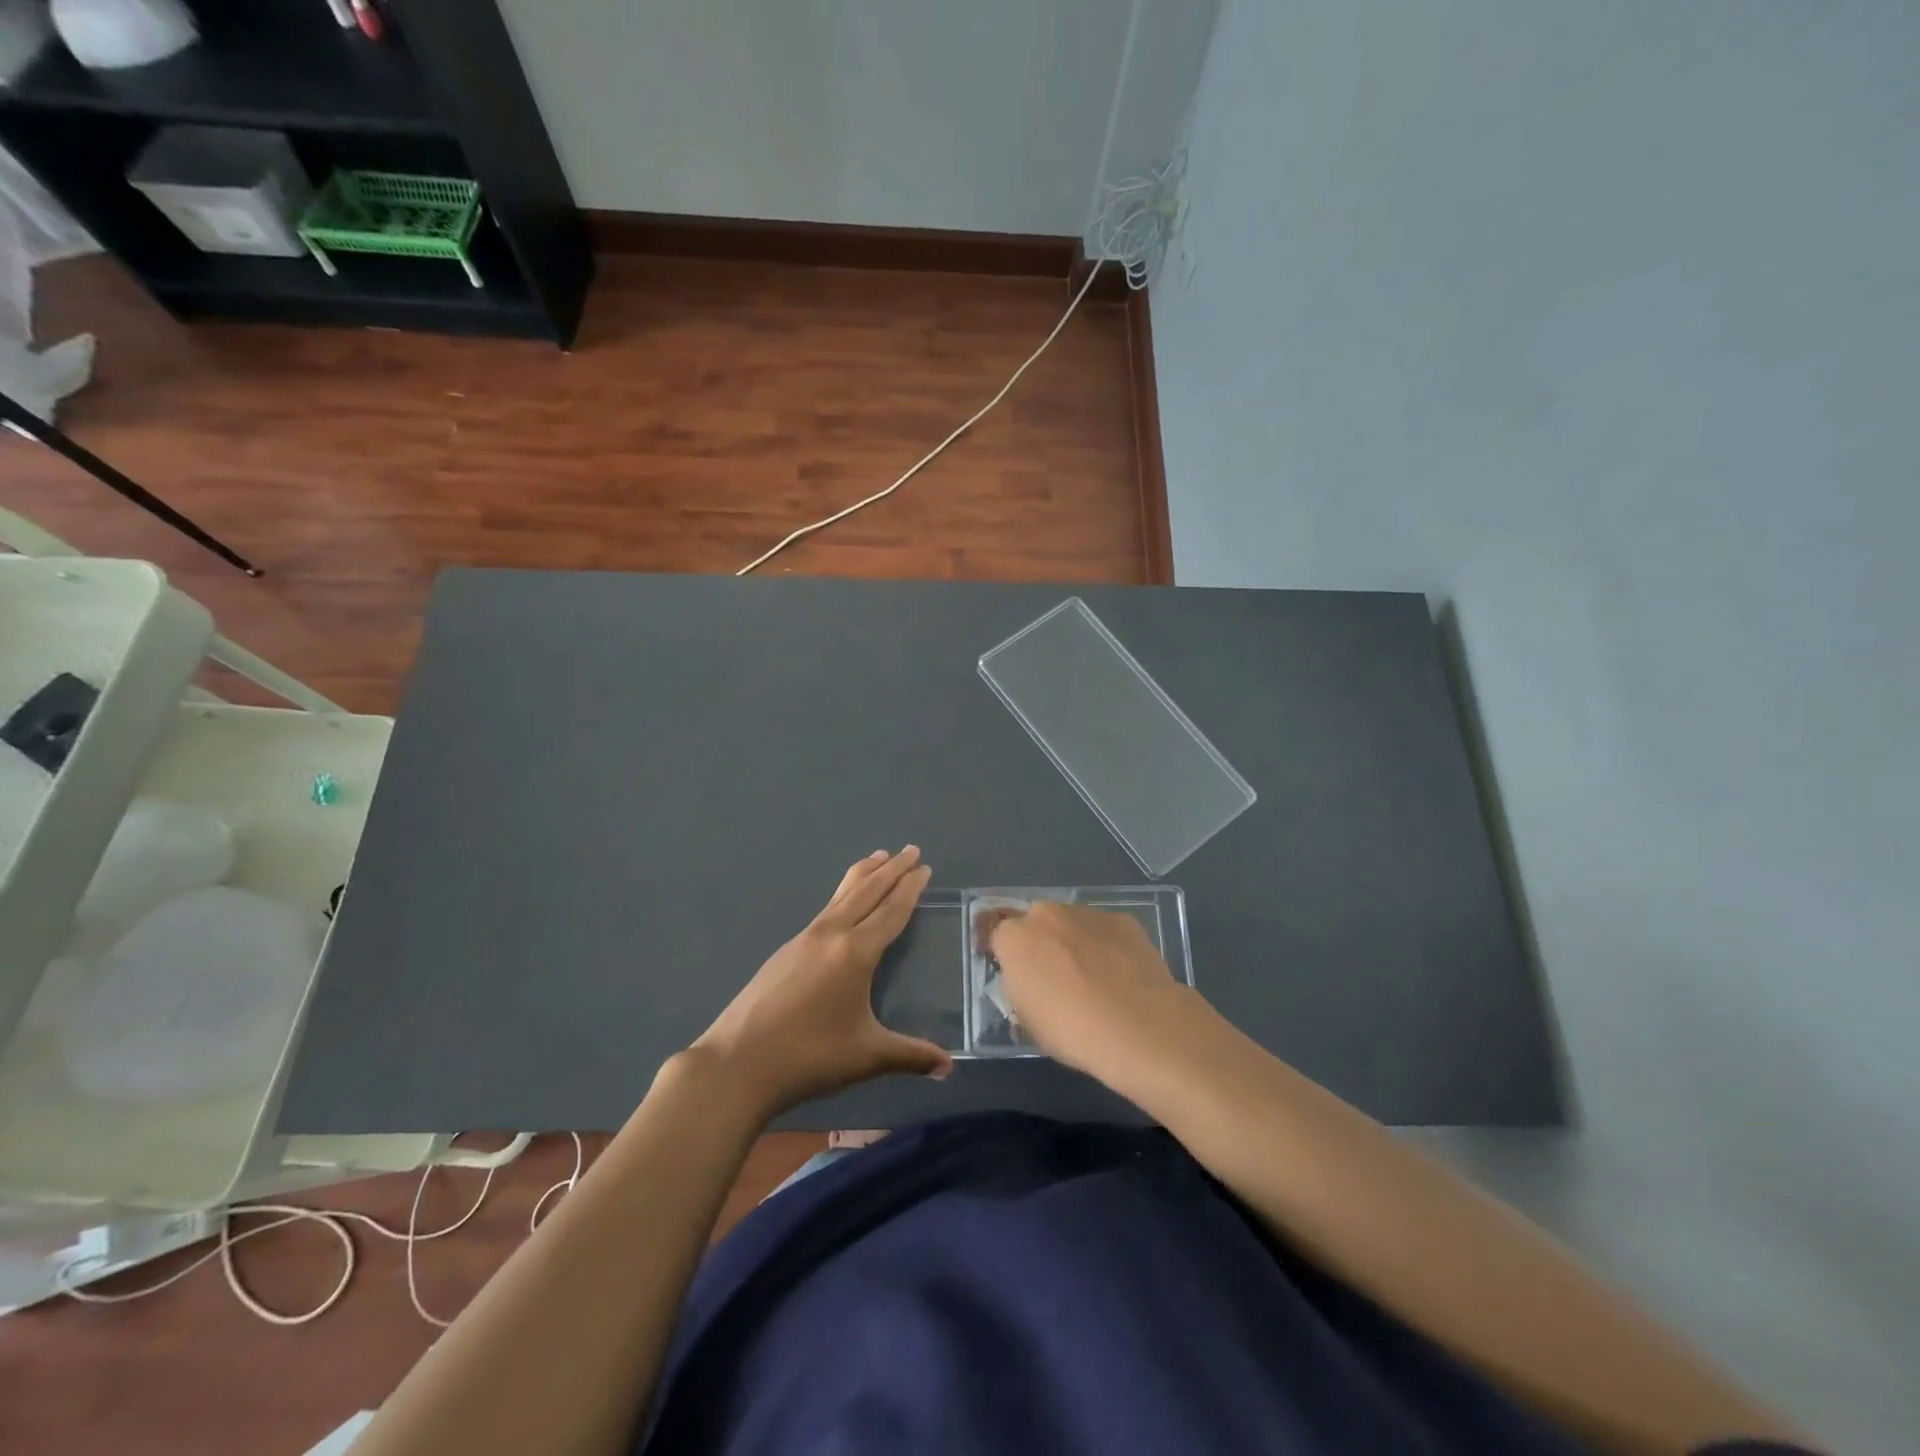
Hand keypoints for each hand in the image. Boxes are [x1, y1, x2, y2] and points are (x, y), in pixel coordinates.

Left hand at [692, 847, 950, 1118]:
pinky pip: (825, 909)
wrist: (737, 1063)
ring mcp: (804, 939)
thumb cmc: (809, 1056)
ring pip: (842, 895)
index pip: (891, 910)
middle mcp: (832, 934)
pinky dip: (843, 894)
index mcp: (856, 952)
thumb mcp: (866, 1056)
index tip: (924, 867)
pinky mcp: (786, 950)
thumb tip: (948, 1067)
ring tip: (879, 856)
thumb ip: (910, 1056)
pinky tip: (842, 904)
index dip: (910, 888)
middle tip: (911, 849)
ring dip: (865, 874)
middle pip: (867, 891)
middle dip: (892, 869)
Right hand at [987, 901, 1203, 1082]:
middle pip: (1036, 922)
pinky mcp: (1122, 920)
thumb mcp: (1028, 1021)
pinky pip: (1105, 930)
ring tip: (1094, 978)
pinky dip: (1108, 946)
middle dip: (1041, 942)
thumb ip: (1021, 990)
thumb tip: (1031, 984)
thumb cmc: (1071, 1030)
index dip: (1006, 955)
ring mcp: (1087, 913)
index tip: (1016, 977)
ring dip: (1075, 942)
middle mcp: (1047, 914)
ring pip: (1072, 923)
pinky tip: (1121, 975)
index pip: (999, 935)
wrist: (1137, 1025)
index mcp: (1015, 938)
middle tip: (1055, 976)